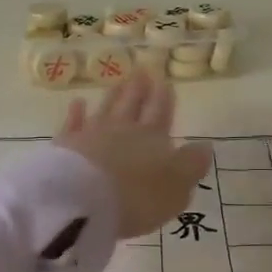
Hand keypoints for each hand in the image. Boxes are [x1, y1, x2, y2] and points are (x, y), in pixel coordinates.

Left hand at [55, 70, 212, 238]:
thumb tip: (205, 145)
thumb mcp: (177, 186)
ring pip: (106, 109)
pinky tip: (78, 103)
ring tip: (119, 81)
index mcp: (153, 138)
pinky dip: (76, 113)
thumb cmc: (138, 197)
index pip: (160, 113)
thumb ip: (191, 165)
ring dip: (113, 95)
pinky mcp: (66, 145)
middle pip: (132, 105)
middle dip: (139, 89)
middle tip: (142, 70)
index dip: (163, 98)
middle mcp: (123, 130)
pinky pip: (73, 124)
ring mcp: (92, 134)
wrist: (84, 201)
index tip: (164, 81)